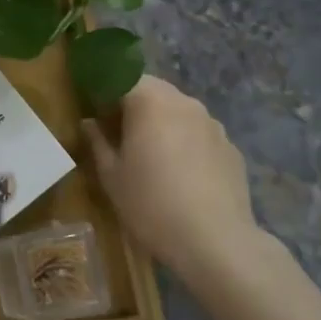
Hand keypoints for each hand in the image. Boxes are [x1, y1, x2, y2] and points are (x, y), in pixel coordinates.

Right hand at [83, 76, 288, 295]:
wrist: (215, 241)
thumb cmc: (151, 204)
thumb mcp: (111, 176)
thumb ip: (97, 142)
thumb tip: (89, 123)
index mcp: (150, 102)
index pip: (121, 78)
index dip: (105, 92)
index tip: (95, 114)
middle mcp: (184, 102)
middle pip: (153, 90)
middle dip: (134, 105)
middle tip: (120, 134)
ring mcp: (212, 123)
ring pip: (179, 110)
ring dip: (162, 122)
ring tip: (153, 156)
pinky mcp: (231, 147)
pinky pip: (200, 133)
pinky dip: (186, 142)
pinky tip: (182, 174)